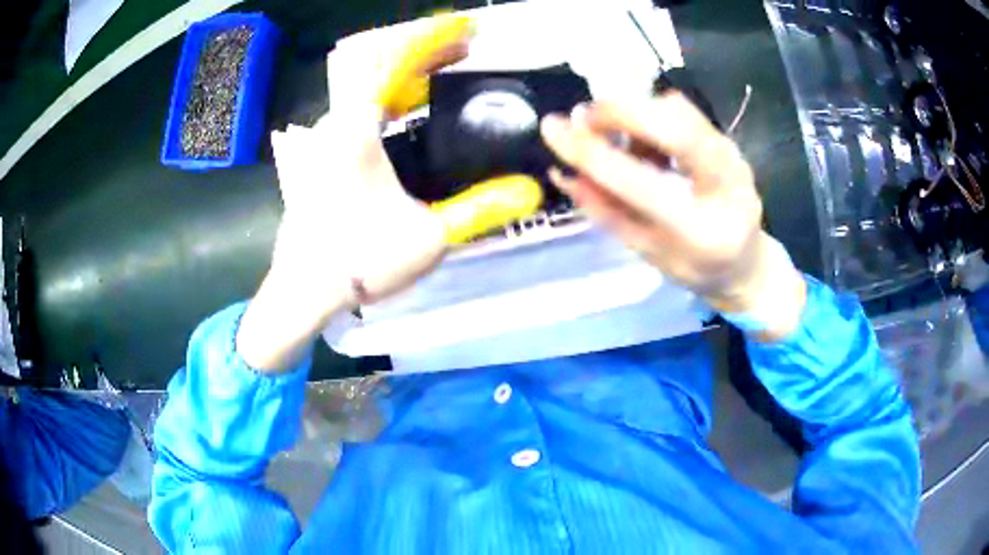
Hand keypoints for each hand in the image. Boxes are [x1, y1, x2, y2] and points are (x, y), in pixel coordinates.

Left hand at [238, 16, 541, 370]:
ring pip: (365, 88)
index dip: (432, 37)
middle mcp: (334, 123)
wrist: (303, 292)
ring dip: (405, 76)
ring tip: (444, 78)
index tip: (467, 30)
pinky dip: (387, 99)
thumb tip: (530, 190)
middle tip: (463, 52)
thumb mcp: (429, 236)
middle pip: (377, 64)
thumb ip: (482, 208)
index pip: (392, 60)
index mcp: (355, 130)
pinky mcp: (320, 155)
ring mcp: (323, 138)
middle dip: (423, 51)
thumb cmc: (359, 260)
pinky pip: (357, 110)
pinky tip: (409, 113)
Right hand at [540, 93, 805, 339]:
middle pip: (674, 124)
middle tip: (583, 118)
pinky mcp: (728, 140)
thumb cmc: (697, 269)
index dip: (591, 153)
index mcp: (702, 231)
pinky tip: (644, 144)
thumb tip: (563, 173)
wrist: (748, 264)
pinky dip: (651, 115)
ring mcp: (732, 156)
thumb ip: (607, 213)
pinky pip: (683, 111)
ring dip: (635, 113)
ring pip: (677, 109)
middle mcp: (726, 185)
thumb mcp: (648, 253)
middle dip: (618, 111)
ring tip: (618, 140)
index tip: (552, 129)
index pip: (640, 182)